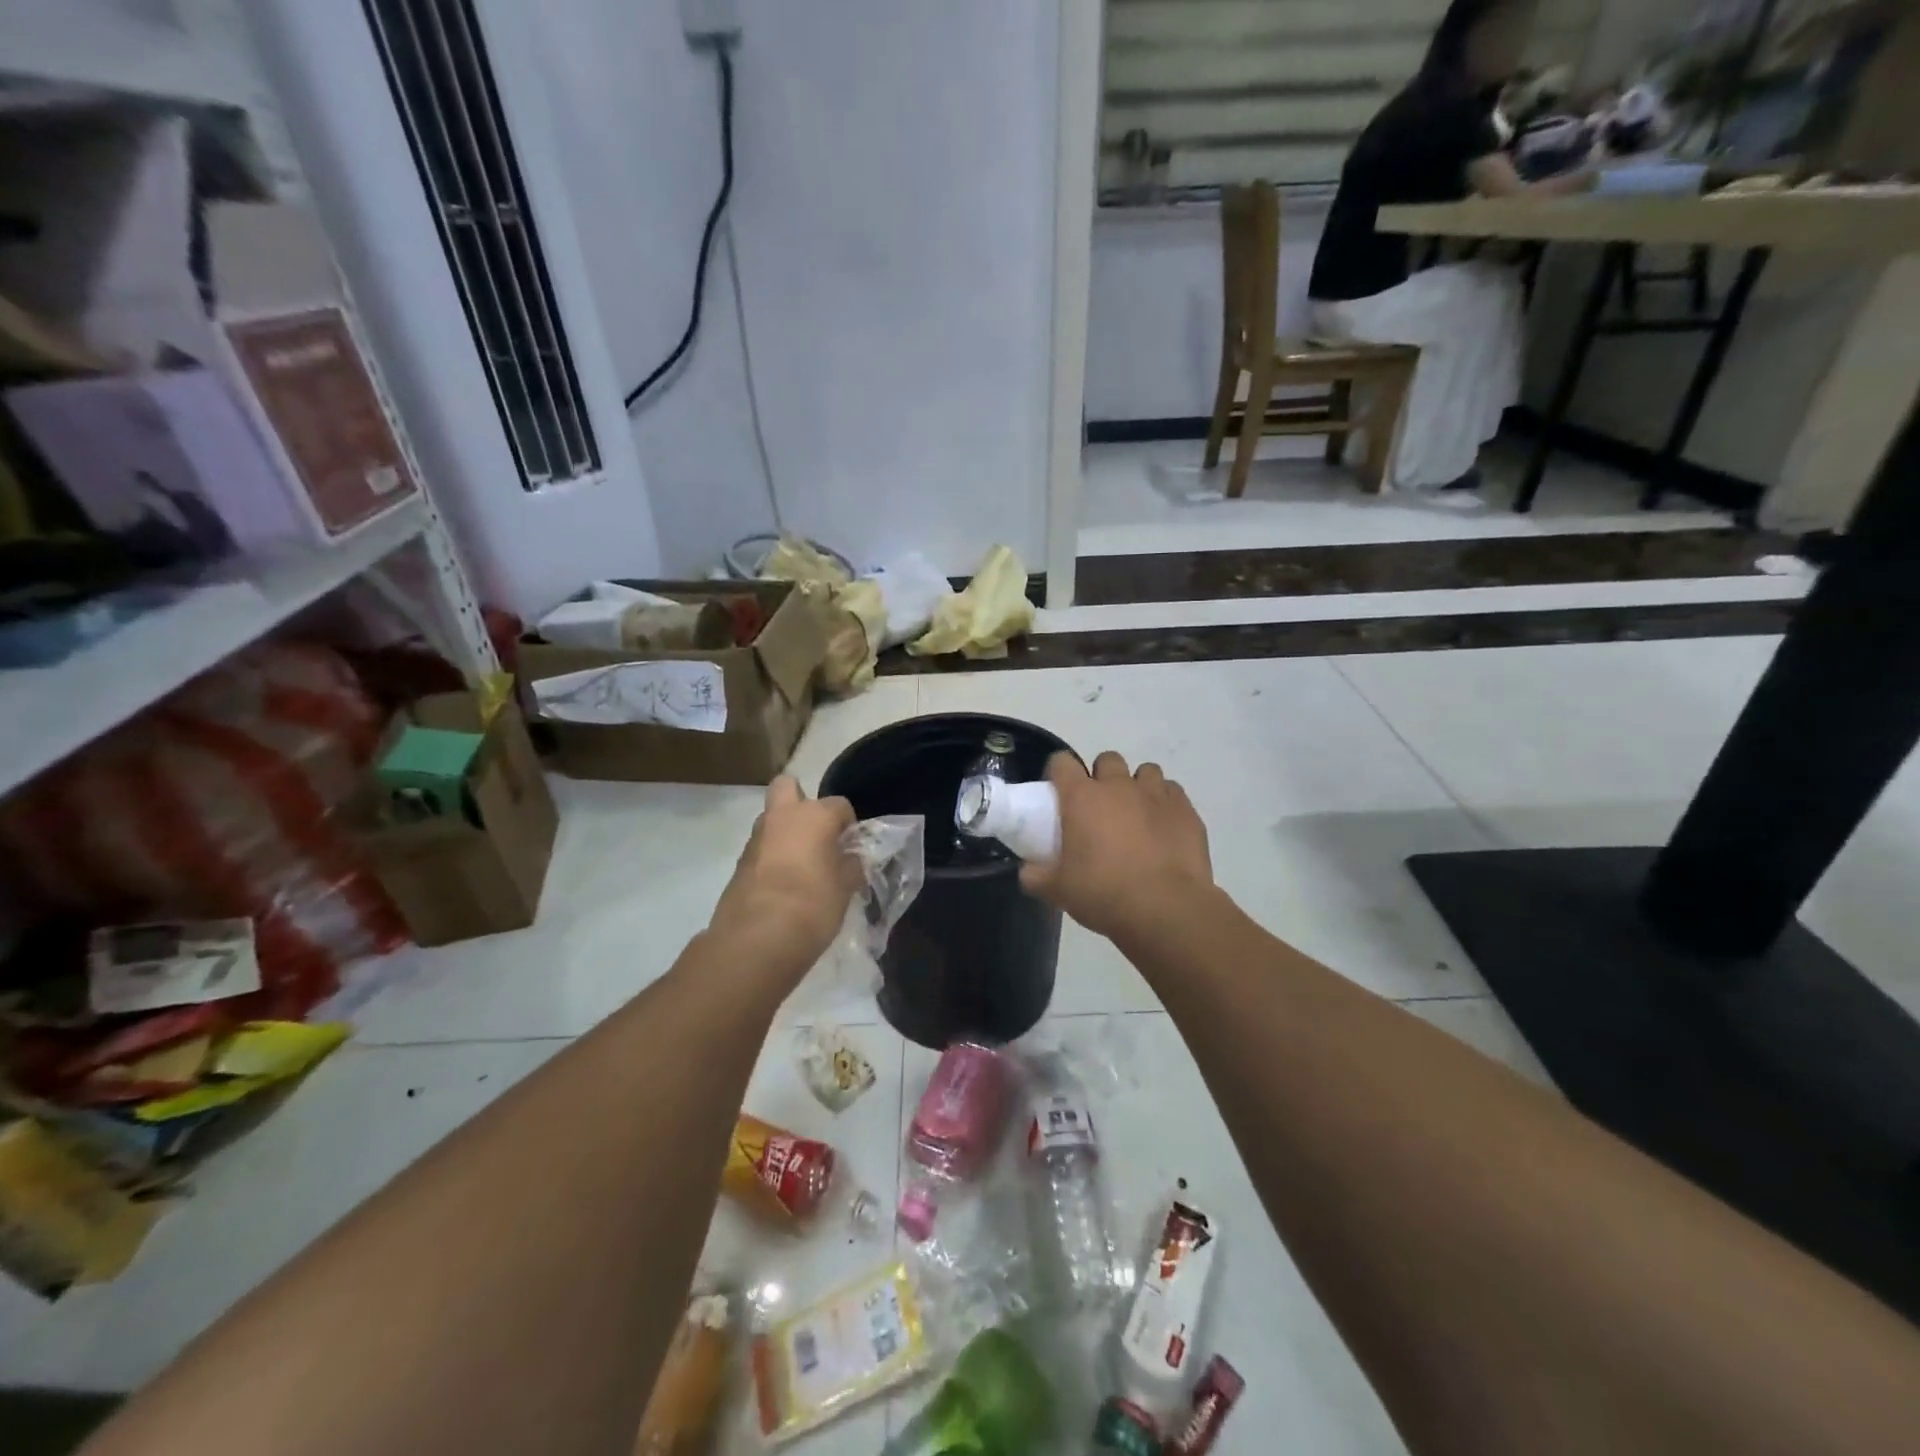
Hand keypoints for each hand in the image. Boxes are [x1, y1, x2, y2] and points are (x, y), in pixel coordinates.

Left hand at [709, 778, 859, 970]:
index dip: (848, 824)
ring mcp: (756, 839)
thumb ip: (851, 866)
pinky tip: (784, 885)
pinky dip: (772, 857)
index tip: (852, 847)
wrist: (756, 940)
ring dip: (786, 832)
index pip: (839, 805)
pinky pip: (761, 848)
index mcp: (814, 816)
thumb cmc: (812, 906)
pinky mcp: (739, 863)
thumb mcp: (845, 888)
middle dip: (801, 800)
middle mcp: (782, 817)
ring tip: (802, 865)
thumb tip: (851, 858)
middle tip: (817, 832)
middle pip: (788, 786)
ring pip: (772, 819)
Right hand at [1019, 751, 1212, 939]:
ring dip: (1137, 786)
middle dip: (1102, 777)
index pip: (1062, 762)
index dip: (1058, 773)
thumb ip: (1036, 876)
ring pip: (1145, 772)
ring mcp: (1155, 794)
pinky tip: (1163, 826)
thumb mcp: (1058, 890)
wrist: (1165, 909)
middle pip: (1107, 760)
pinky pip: (1172, 791)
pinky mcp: (1185, 809)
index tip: (1059, 792)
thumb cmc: (1103, 893)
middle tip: (1099, 808)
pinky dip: (1164, 803)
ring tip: (1135, 814)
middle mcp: (1118, 786)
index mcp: (1081, 797)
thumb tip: (1028, 872)